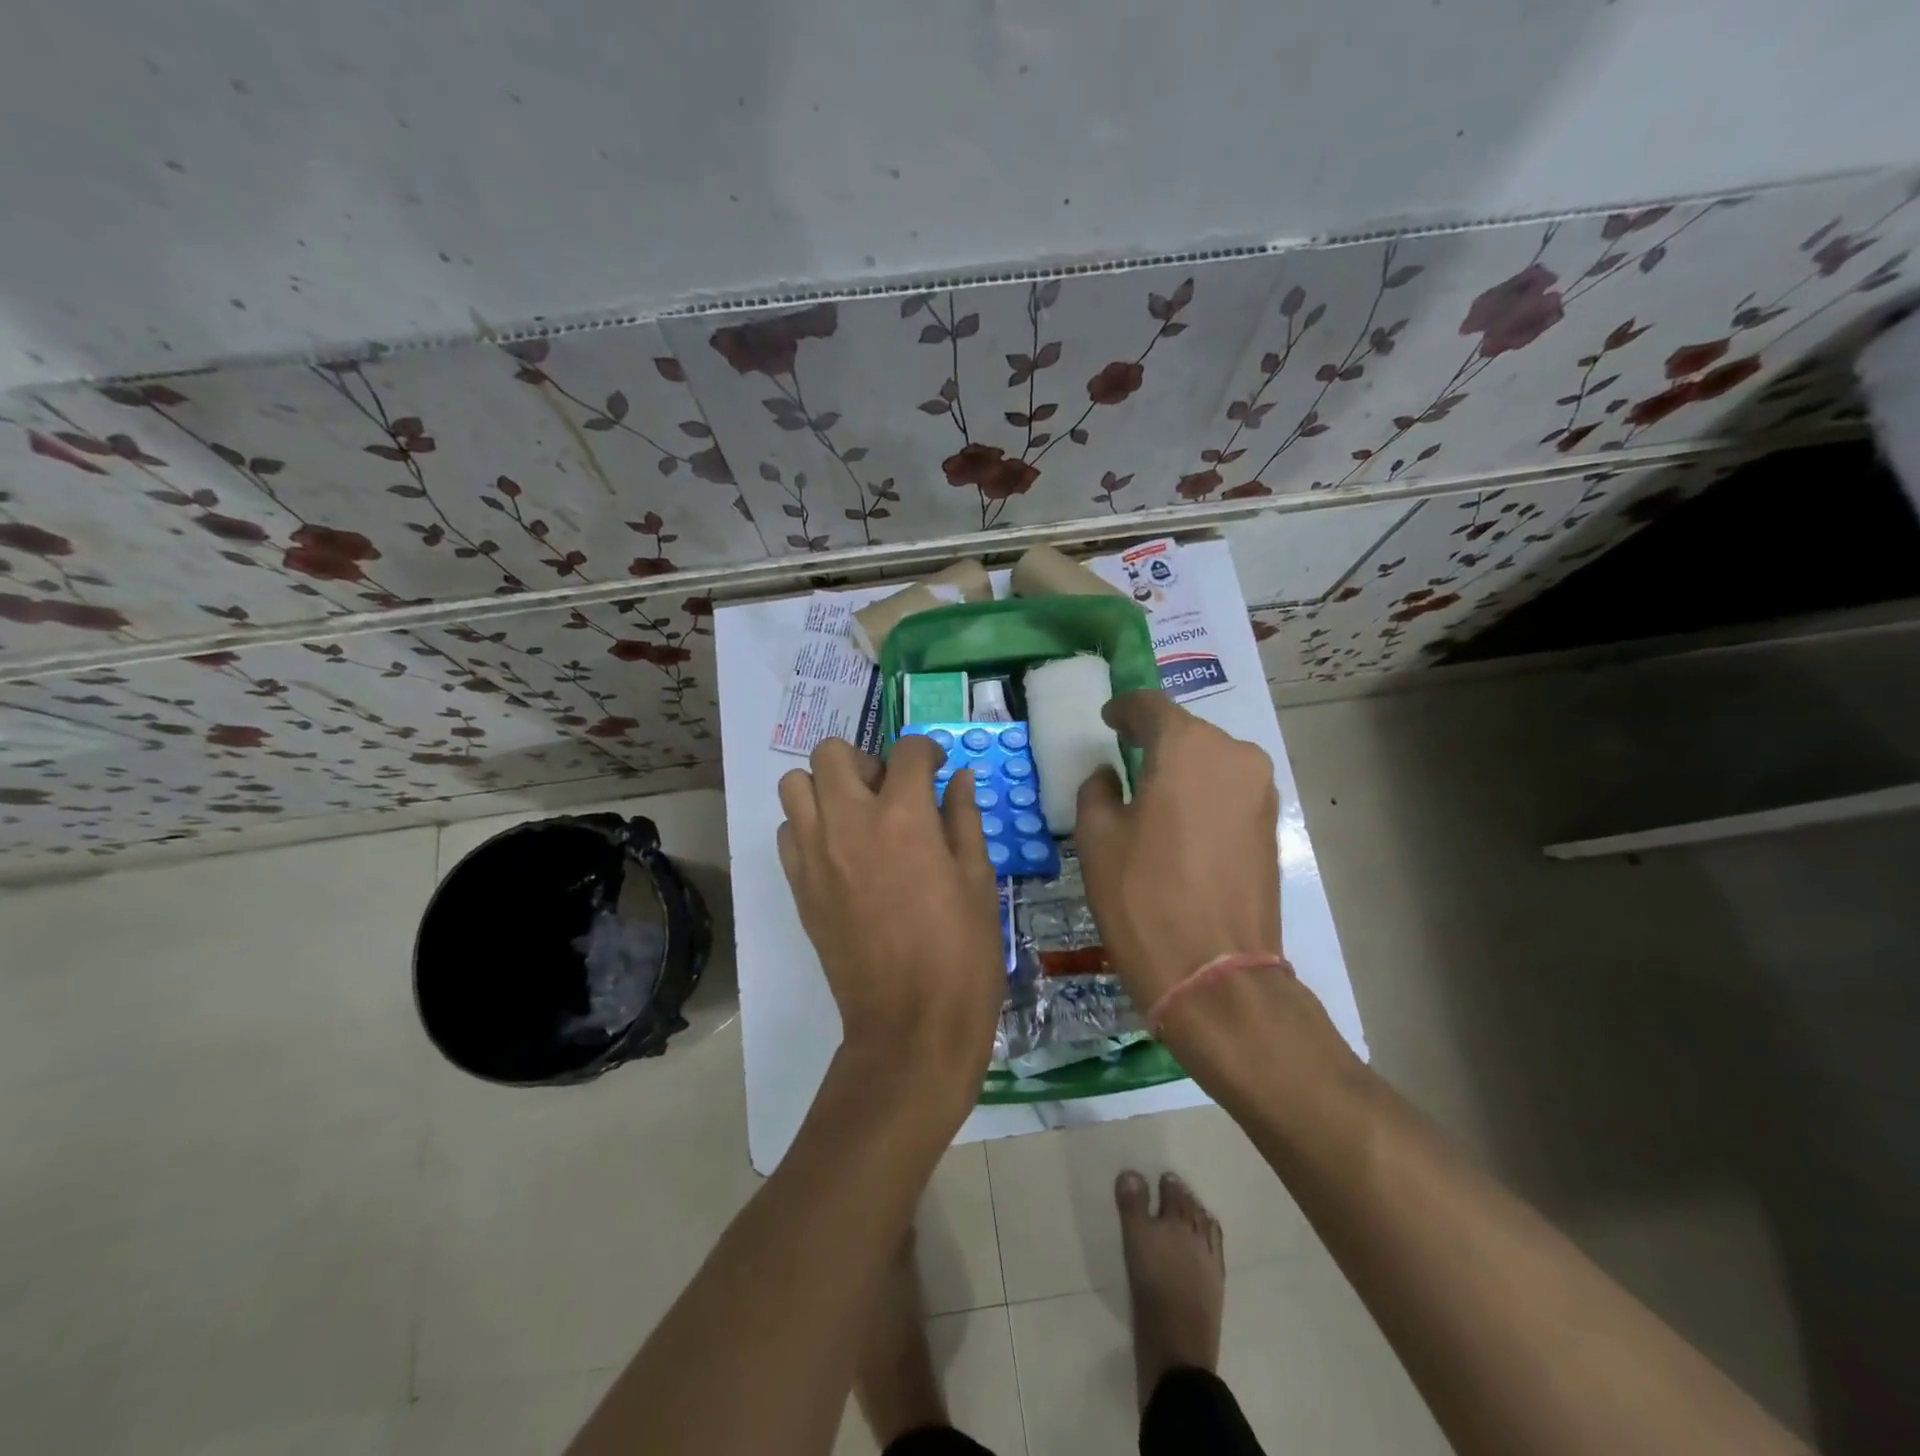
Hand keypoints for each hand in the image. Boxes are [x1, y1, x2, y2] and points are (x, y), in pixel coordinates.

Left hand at [777, 736, 1004, 1104]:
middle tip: (890, 791)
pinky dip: (809, 826)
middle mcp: (850, 822)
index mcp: (904, 817)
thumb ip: (964, 819)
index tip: (938, 770)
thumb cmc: (961, 952)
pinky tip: (839, 852)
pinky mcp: (798, 886)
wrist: (910, 1025)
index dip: (929, 752)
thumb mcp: (978, 880)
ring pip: (796, 785)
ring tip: (858, 816)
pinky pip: (787, 831)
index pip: (908, 751)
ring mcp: (815, 853)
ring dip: (827, 788)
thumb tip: (959, 779)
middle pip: (832, 753)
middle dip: (865, 760)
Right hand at [1074, 692, 1282, 1013]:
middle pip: (1186, 732)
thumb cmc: (1143, 897)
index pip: (1150, 706)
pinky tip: (1180, 822)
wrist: (1216, 974)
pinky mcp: (1271, 825)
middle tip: (1125, 760)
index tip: (1108, 721)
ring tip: (1152, 794)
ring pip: (1211, 762)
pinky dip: (1202, 794)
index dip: (1124, 709)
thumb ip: (1098, 790)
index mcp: (1188, 747)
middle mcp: (1234, 755)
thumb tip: (1110, 776)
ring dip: (1182, 769)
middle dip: (1154, 741)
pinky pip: (1228, 791)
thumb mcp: (1098, 839)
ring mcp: (1260, 791)